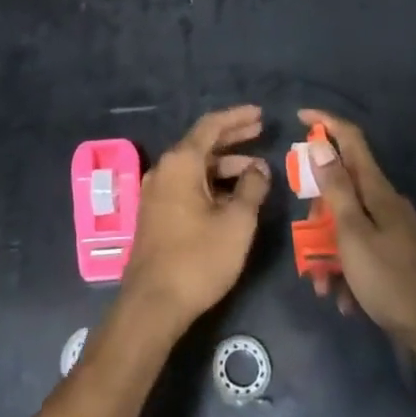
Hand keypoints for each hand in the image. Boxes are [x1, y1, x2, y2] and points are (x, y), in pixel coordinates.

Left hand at [119, 106, 271, 335]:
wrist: (153, 303)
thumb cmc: (198, 257)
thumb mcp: (236, 222)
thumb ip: (252, 188)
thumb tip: (259, 168)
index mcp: (180, 162)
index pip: (210, 126)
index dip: (237, 117)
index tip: (260, 113)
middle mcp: (164, 169)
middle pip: (201, 143)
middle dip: (232, 137)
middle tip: (261, 131)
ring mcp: (156, 192)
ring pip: (195, 167)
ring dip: (224, 164)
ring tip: (256, 170)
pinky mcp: (156, 213)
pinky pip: (186, 184)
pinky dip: (211, 182)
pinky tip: (233, 194)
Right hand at [300, 109, 415, 346]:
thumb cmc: (392, 279)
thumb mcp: (353, 233)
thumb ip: (336, 189)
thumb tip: (320, 145)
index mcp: (376, 190)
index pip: (350, 139)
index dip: (324, 124)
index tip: (298, 117)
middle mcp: (385, 203)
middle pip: (341, 188)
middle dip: (316, 212)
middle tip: (305, 240)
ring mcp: (393, 230)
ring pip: (347, 225)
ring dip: (328, 250)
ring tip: (322, 285)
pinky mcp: (397, 257)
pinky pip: (360, 252)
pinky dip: (346, 270)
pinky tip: (343, 300)